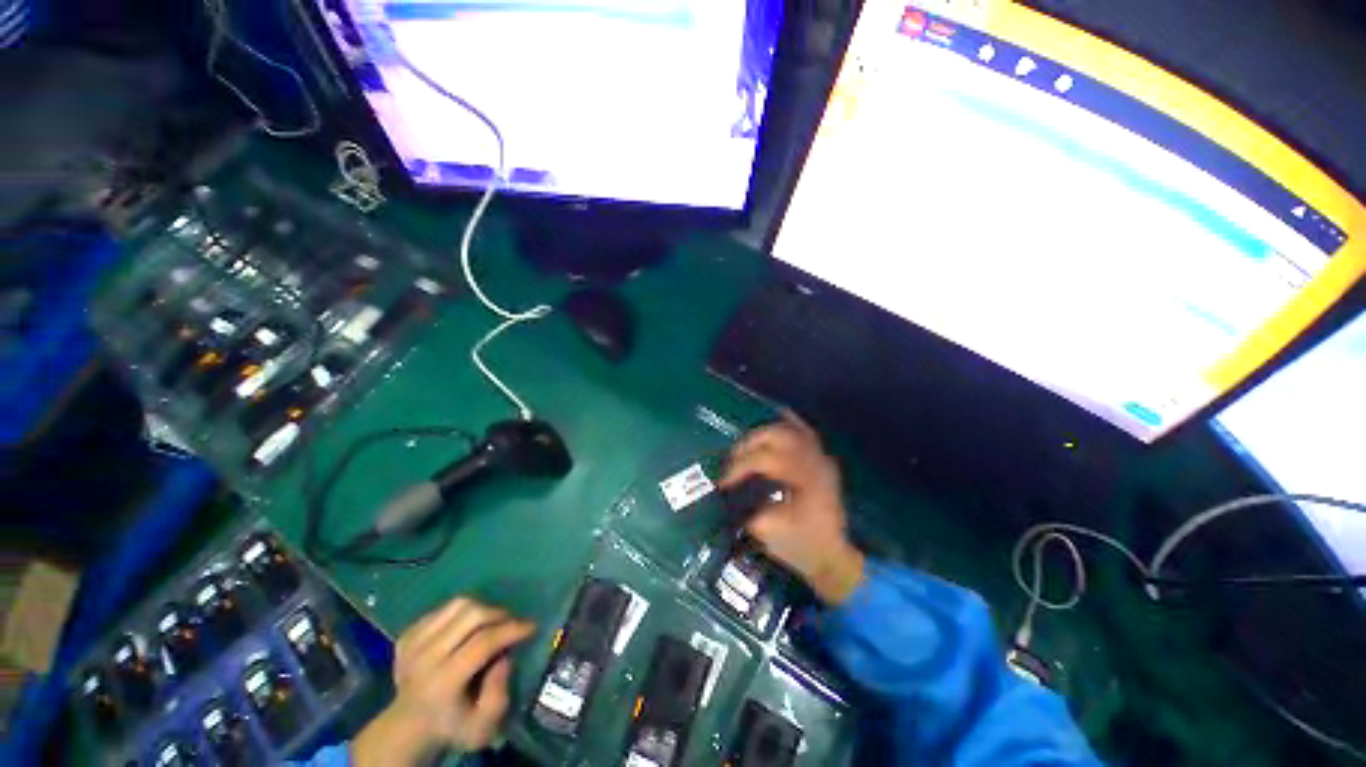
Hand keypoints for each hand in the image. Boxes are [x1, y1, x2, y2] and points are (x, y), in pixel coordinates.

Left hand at [352, 598, 535, 766]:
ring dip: (482, 608)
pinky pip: (443, 609)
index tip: (532, 626)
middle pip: (471, 615)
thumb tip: (505, 658)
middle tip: (512, 622)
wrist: (406, 728)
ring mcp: (413, 643)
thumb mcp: (482, 726)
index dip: (511, 629)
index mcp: (443, 681)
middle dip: (499, 614)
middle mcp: (425, 657)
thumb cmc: (452, 726)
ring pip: (458, 605)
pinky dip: (462, 613)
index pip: (483, 641)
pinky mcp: (408, 634)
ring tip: (492, 622)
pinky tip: (466, 628)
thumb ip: (499, 693)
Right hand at [720, 410, 864, 604]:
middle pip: (775, 435)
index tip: (722, 482)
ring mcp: (820, 458)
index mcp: (801, 479)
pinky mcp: (821, 460)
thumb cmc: (802, 545)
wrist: (834, 557)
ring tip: (747, 446)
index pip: (763, 460)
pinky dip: (789, 422)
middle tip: (732, 459)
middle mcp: (812, 461)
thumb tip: (730, 491)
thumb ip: (749, 506)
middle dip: (748, 444)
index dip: (738, 468)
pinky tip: (776, 418)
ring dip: (763, 433)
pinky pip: (806, 431)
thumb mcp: (772, 531)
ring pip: (789, 429)